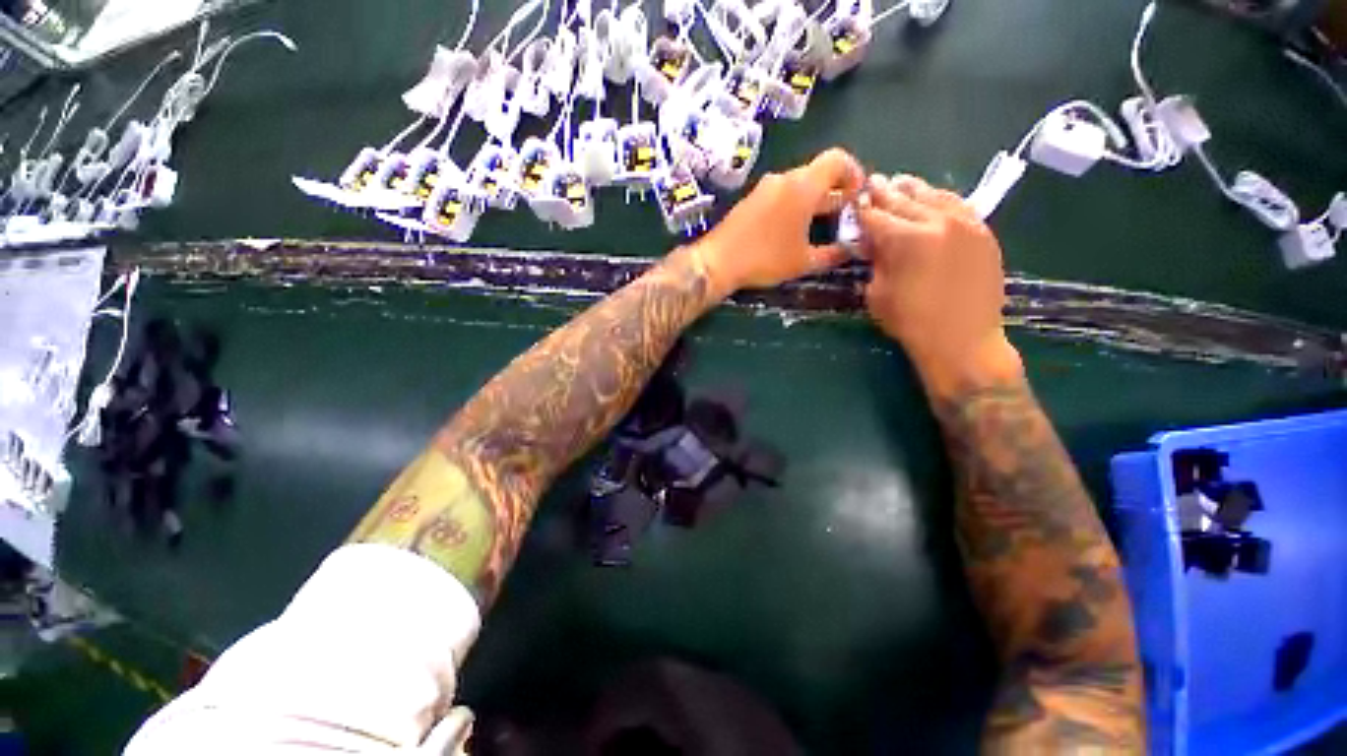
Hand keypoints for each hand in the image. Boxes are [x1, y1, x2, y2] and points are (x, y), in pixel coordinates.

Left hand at [693, 148, 864, 295]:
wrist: (718, 261)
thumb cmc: (765, 259)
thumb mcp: (803, 262)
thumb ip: (833, 254)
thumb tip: (850, 250)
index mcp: (803, 186)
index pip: (838, 159)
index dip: (854, 172)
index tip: (858, 195)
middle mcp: (784, 179)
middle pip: (818, 173)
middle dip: (835, 190)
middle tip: (845, 213)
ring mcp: (764, 187)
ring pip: (798, 184)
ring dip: (814, 198)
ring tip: (821, 223)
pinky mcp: (751, 199)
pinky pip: (781, 193)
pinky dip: (794, 203)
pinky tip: (793, 228)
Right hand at [860, 174, 1021, 396]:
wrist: (963, 340)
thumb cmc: (911, 322)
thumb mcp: (877, 294)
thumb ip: (875, 262)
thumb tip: (873, 242)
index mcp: (906, 240)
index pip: (876, 216)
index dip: (862, 209)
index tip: (853, 201)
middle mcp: (937, 222)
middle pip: (904, 200)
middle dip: (884, 192)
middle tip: (873, 183)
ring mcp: (965, 223)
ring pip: (934, 195)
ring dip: (913, 189)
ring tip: (900, 183)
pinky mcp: (983, 231)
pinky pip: (959, 205)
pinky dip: (941, 198)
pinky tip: (933, 197)